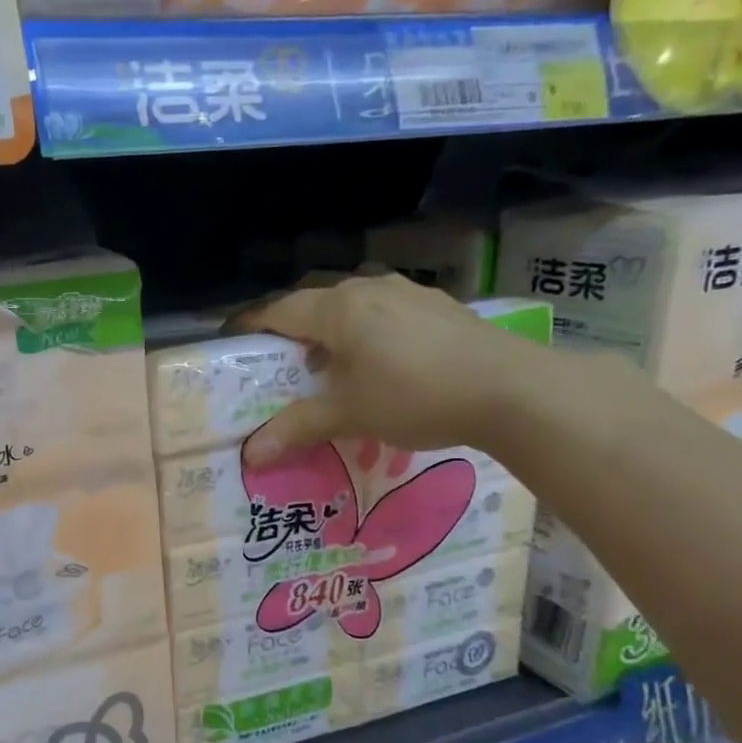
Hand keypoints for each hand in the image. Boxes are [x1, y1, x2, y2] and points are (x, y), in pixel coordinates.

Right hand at [237, 274, 553, 464]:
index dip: (249, 323)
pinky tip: (379, 360)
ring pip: (352, 302)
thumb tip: (251, 455)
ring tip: (329, 361)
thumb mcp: (349, 414)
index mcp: (339, 308)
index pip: (279, 309)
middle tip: (279, 357)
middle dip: (291, 324)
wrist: (512, 389)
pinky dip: (366, 329)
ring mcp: (408, 293)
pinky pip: (384, 309)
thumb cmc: (415, 395)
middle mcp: (369, 288)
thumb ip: (297, 427)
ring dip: (331, 326)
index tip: (229, 338)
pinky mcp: (438, 306)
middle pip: (314, 299)